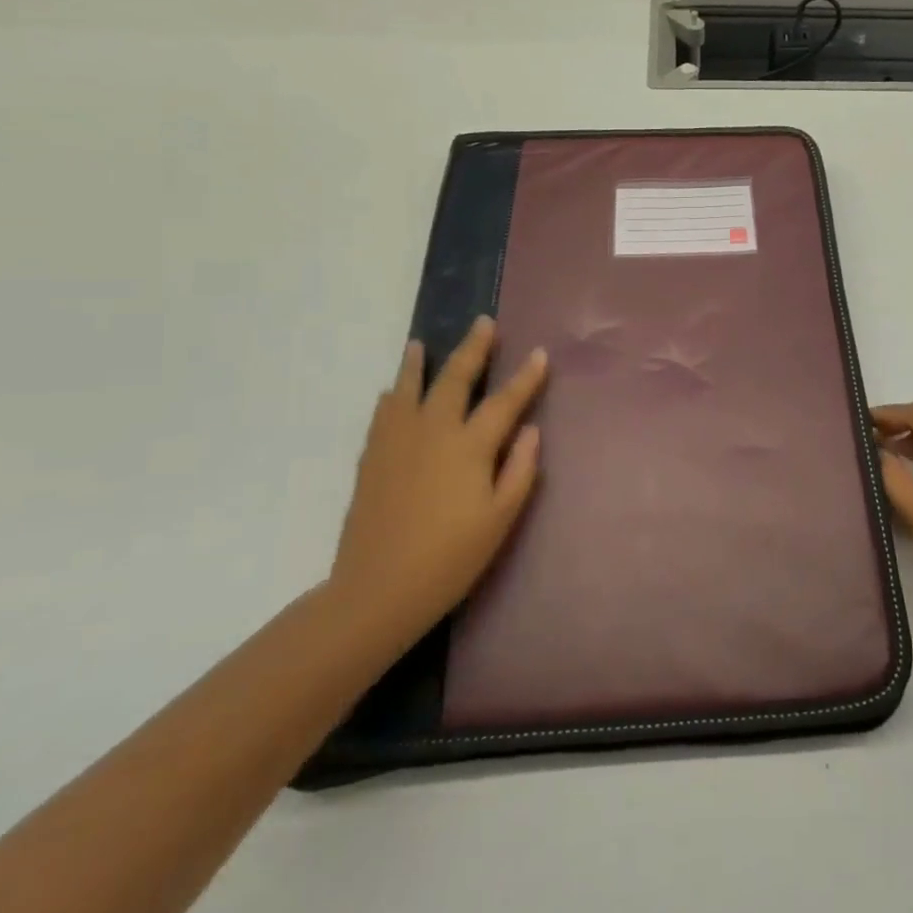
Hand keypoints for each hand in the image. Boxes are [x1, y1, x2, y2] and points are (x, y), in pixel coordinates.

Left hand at [330, 317, 547, 644]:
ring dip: (418, 363)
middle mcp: (433, 432)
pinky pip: (383, 414)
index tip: (540, 353)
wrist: (377, 590)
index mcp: (469, 447)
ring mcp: (397, 442)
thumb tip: (530, 429)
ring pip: (409, 389)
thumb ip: (519, 470)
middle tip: (483, 323)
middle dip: (473, 349)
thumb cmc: (450, 558)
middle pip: (455, 379)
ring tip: (419, 343)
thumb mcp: (500, 519)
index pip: (504, 402)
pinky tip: (393, 392)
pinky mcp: (372, 459)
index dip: (525, 377)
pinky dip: (393, 397)